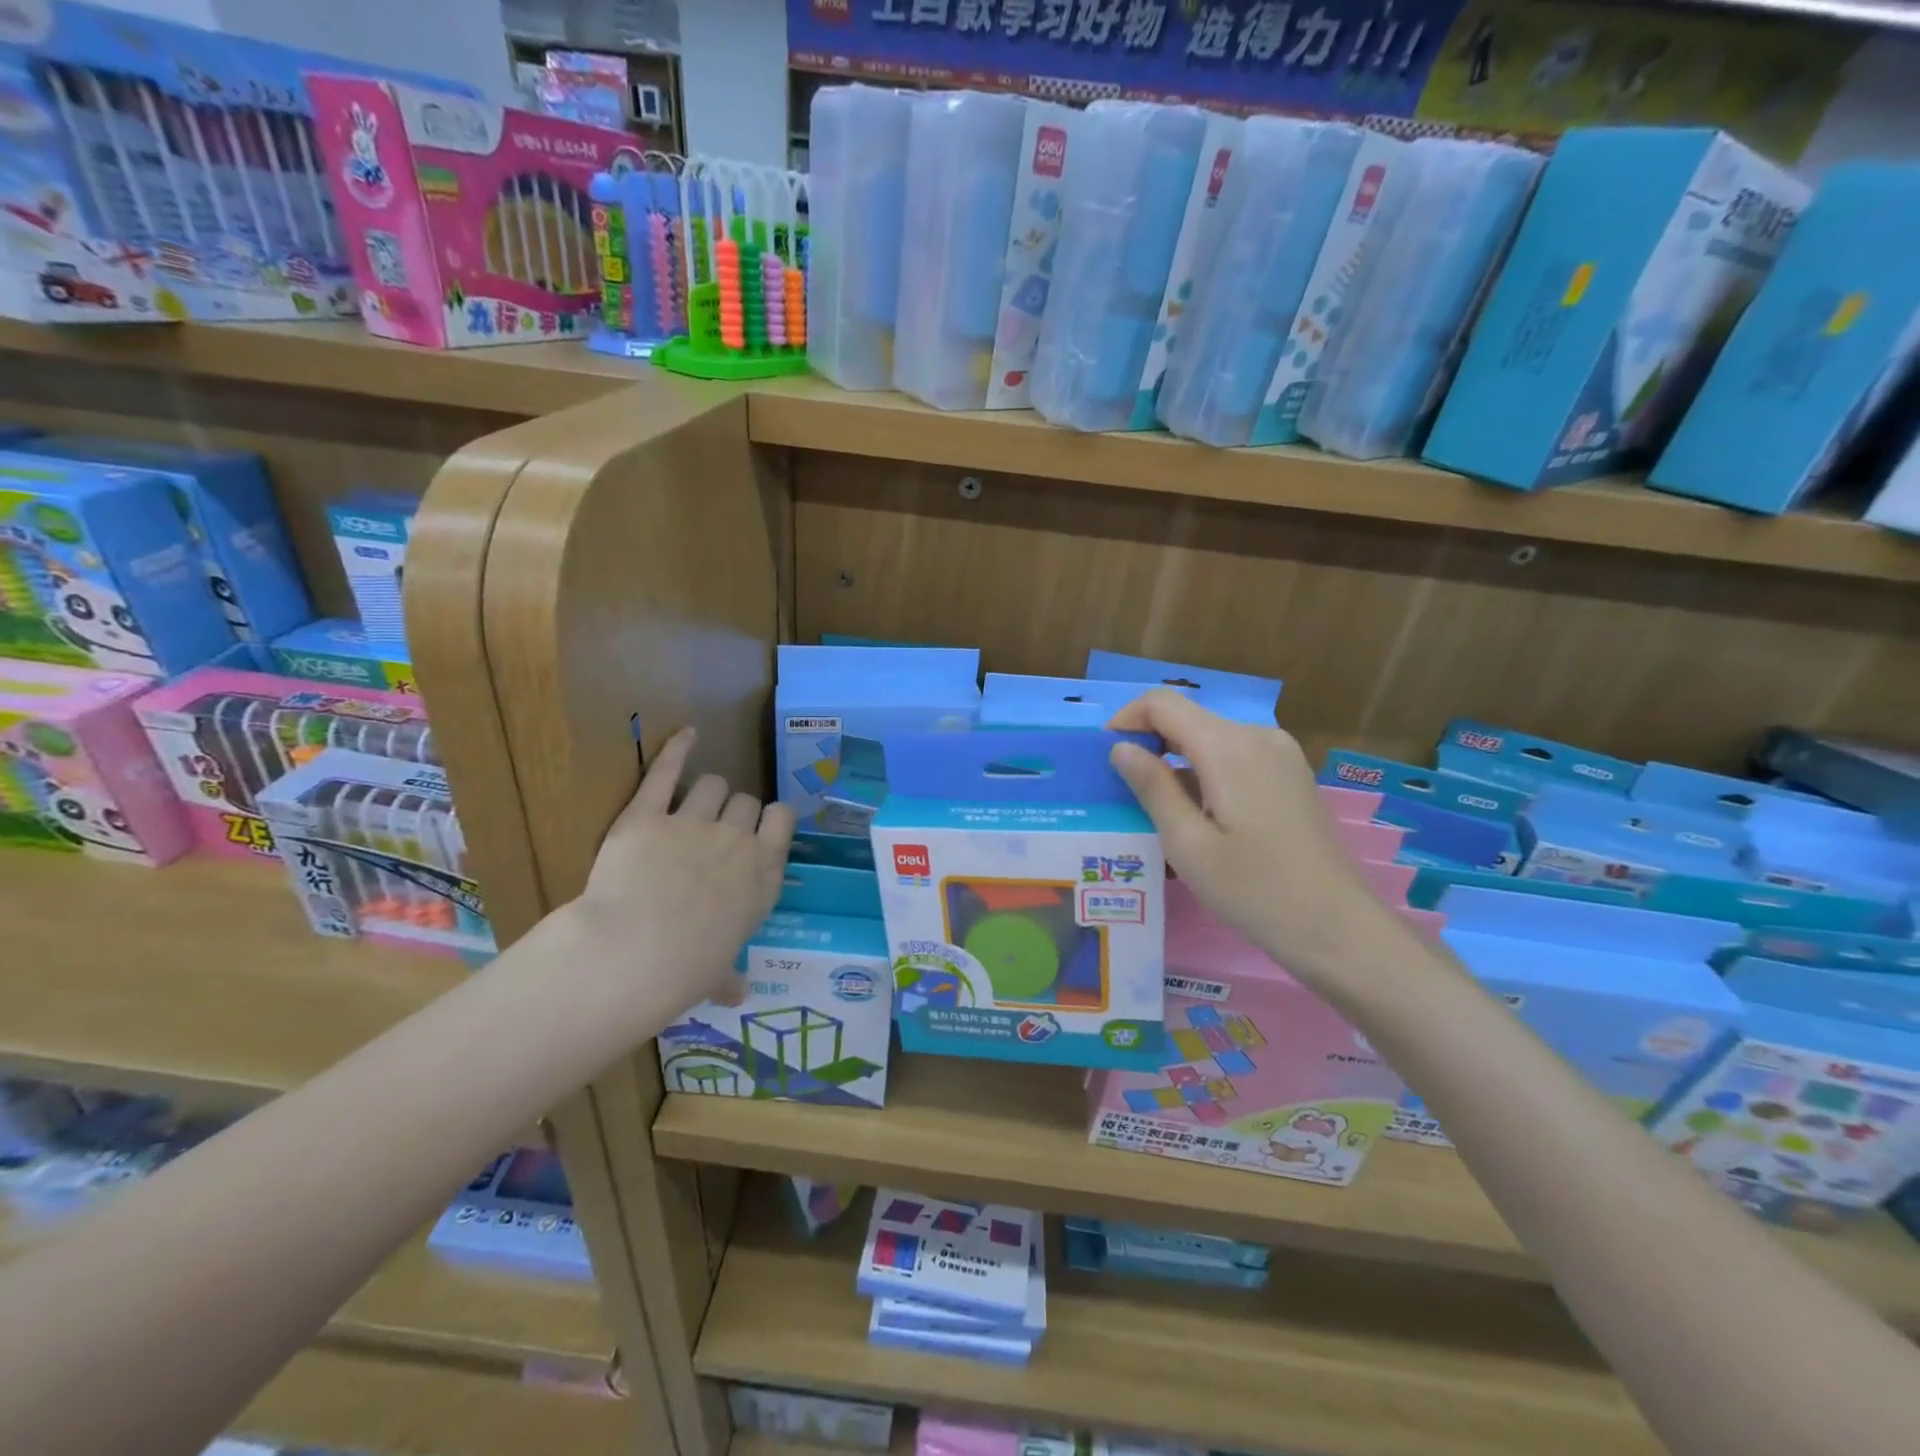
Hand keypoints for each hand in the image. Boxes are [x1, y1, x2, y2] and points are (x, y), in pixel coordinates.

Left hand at [570, 728, 794, 1018]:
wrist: (634, 953)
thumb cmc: (686, 971)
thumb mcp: (717, 975)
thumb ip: (729, 976)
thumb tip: (737, 995)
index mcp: (762, 874)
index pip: (782, 820)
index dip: (770, 821)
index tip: (760, 829)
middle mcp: (736, 840)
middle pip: (746, 802)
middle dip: (734, 813)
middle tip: (716, 833)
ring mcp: (692, 823)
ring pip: (713, 785)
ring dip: (707, 794)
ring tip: (694, 807)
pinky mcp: (646, 814)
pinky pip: (666, 771)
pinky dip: (676, 749)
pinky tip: (686, 734)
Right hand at [1107, 691, 1404, 1001]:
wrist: (1337, 928)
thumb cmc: (1254, 891)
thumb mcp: (1188, 844)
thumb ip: (1152, 787)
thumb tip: (1121, 747)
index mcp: (1229, 747)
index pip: (1163, 704)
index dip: (1127, 720)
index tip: (1106, 757)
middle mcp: (1258, 736)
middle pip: (1188, 720)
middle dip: (1150, 745)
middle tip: (1125, 793)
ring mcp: (1280, 754)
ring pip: (1211, 740)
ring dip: (1178, 764)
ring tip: (1159, 815)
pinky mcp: (1290, 775)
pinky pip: (1235, 758)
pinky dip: (1206, 775)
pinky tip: (1200, 820)